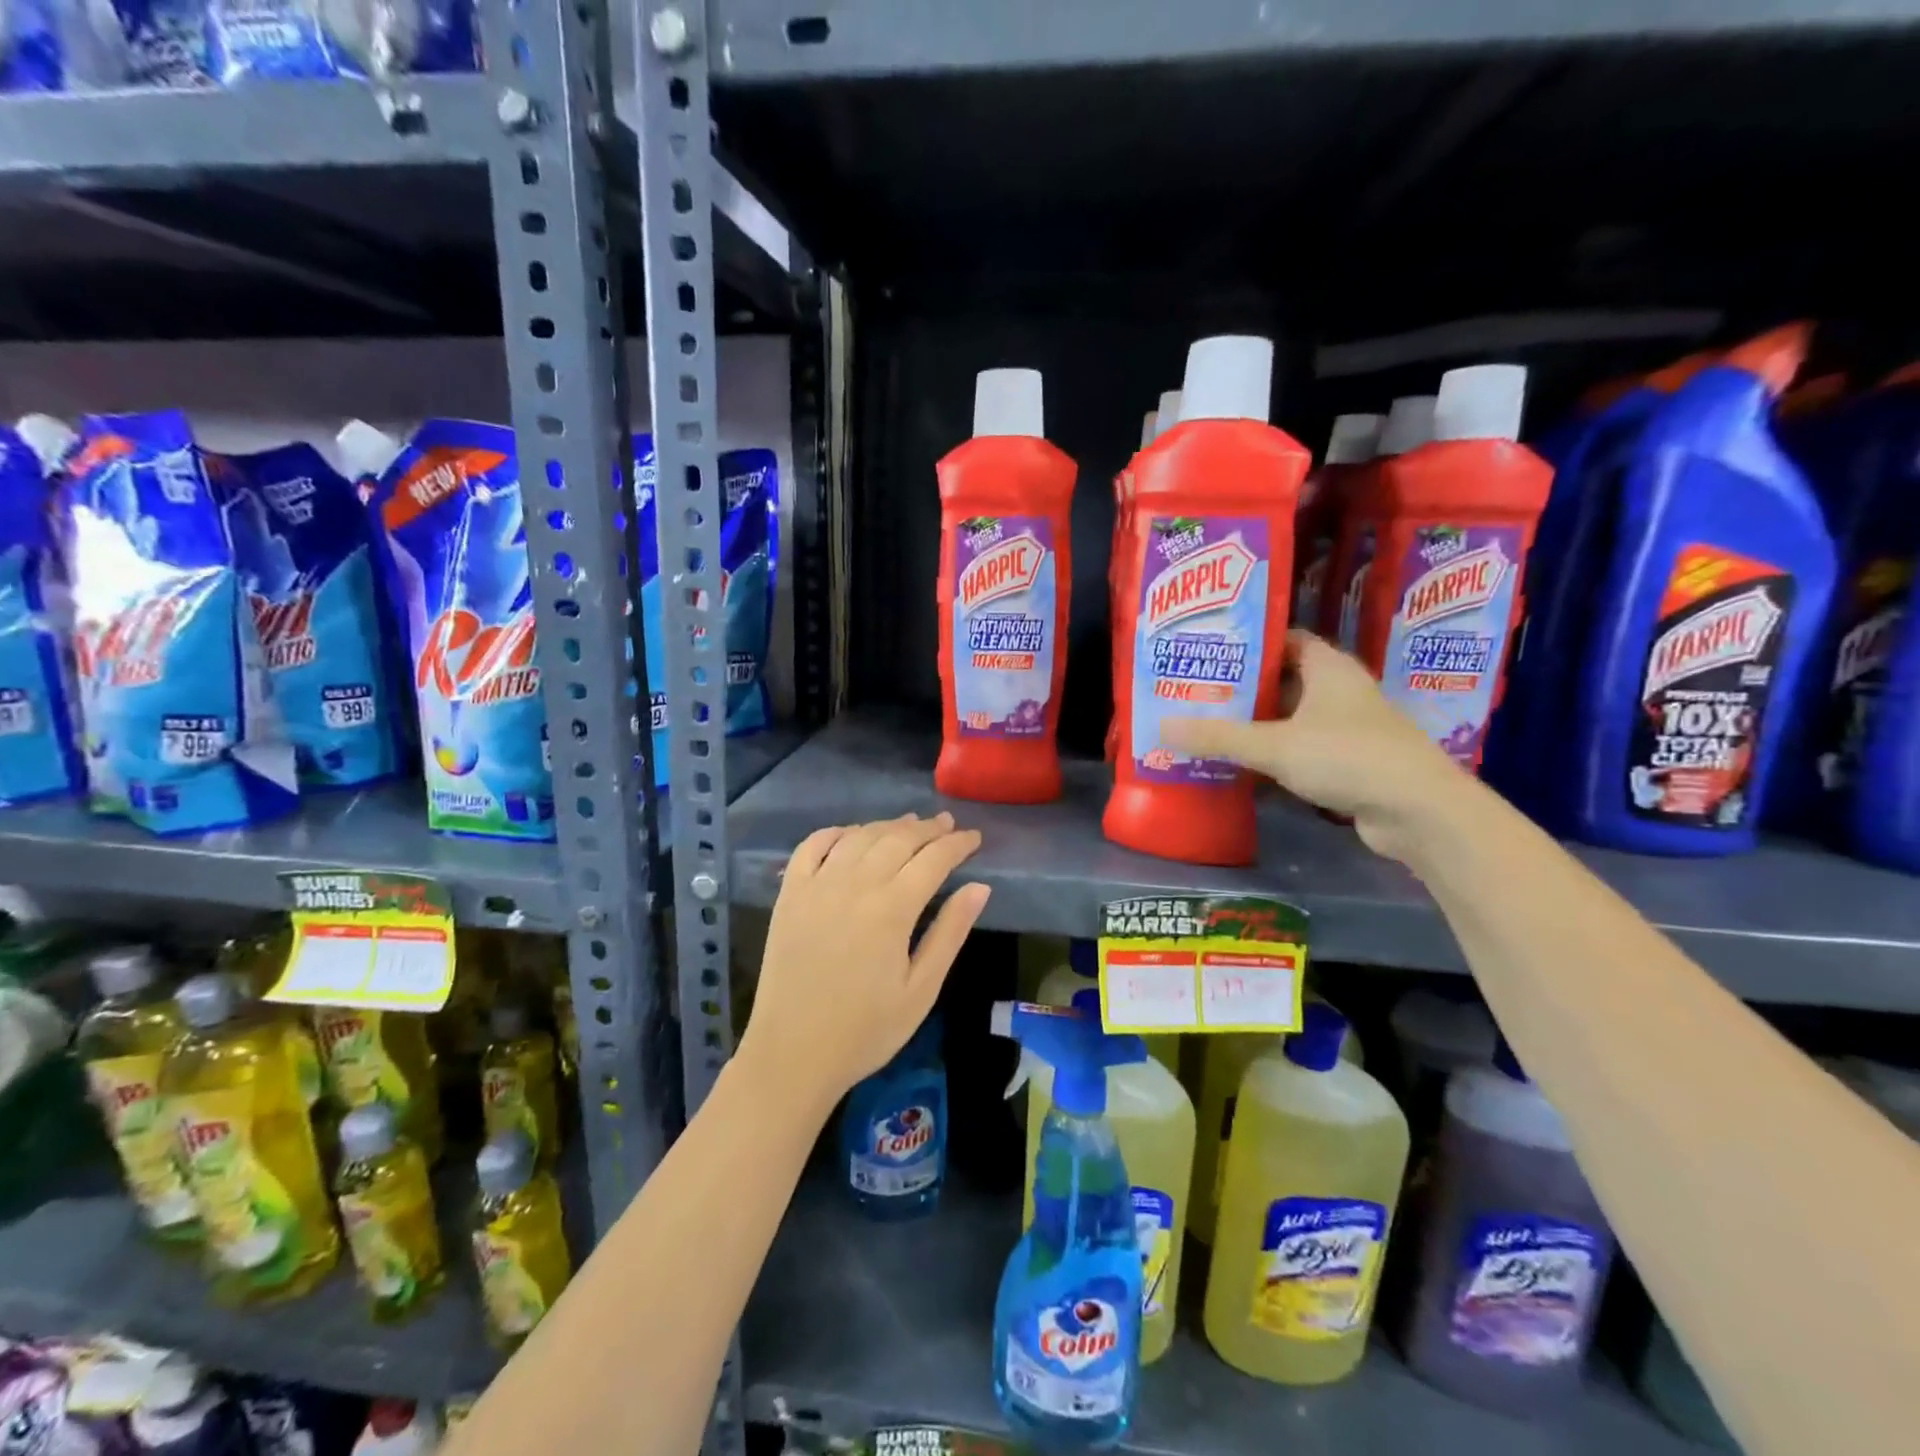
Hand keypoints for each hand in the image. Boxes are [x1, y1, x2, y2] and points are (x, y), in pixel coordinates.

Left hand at [740, 813, 990, 1111]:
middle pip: (898, 839)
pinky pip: (812, 846)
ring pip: (859, 836)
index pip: (933, 859)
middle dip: (928, 829)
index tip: (975, 838)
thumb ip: (950, 933)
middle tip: (948, 825)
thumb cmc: (865, 1030)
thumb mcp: (921, 990)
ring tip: (910, 824)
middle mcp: (854, 885)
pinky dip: (835, 832)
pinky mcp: (789, 894)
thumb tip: (979, 887)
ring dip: (888, 825)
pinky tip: (851, 834)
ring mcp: (817, 885)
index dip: (958, 845)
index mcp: (892, 909)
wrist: (792, 1054)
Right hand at [1162, 630, 1465, 860]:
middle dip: (1242, 688)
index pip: (1284, 639)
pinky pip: (1299, 750)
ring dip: (1254, 725)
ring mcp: (1346, 728)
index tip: (1208, 651)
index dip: (1248, 642)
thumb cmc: (1348, 757)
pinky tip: (1239, 768)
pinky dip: (1272, 756)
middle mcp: (1339, 691)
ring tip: (1206, 727)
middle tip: (1195, 692)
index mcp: (1328, 667)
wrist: (1418, 811)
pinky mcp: (1347, 762)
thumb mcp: (1275, 745)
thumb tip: (1161, 727)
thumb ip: (1219, 737)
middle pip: (1282, 680)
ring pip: (1290, 719)